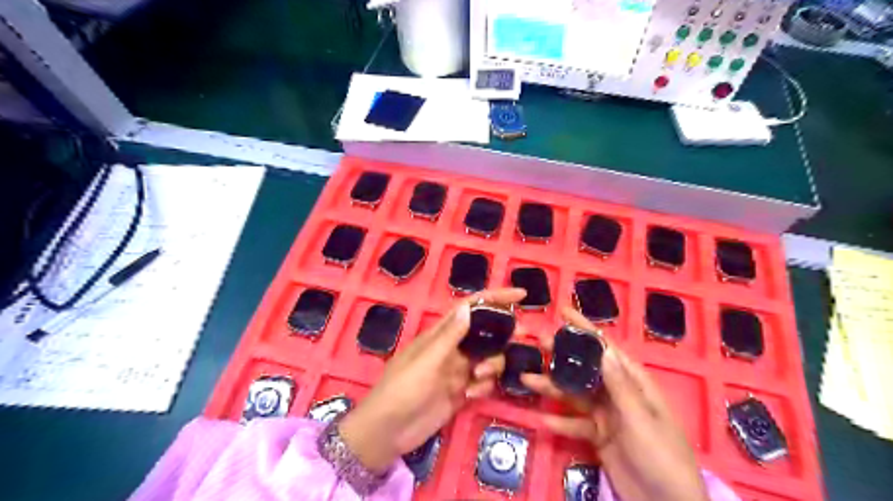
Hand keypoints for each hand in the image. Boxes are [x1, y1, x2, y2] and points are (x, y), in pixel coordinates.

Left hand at [338, 290, 525, 472]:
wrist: (388, 430)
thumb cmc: (403, 388)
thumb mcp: (427, 361)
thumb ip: (449, 336)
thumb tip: (468, 307)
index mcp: (441, 334)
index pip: (471, 308)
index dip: (495, 298)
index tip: (521, 295)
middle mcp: (452, 348)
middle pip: (486, 333)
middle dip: (503, 334)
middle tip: (522, 337)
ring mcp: (457, 371)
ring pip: (489, 358)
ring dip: (492, 364)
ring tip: (480, 377)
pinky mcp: (461, 392)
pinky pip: (483, 382)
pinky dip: (484, 386)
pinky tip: (471, 395)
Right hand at [521, 309, 709, 499]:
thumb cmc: (662, 457)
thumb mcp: (640, 420)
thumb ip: (620, 386)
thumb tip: (603, 348)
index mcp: (634, 383)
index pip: (606, 348)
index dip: (585, 328)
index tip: (563, 311)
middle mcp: (618, 393)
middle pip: (586, 368)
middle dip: (562, 354)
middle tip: (536, 342)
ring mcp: (608, 415)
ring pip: (575, 394)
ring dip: (553, 386)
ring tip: (527, 379)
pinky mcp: (599, 436)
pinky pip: (575, 423)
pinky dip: (560, 421)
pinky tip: (543, 418)